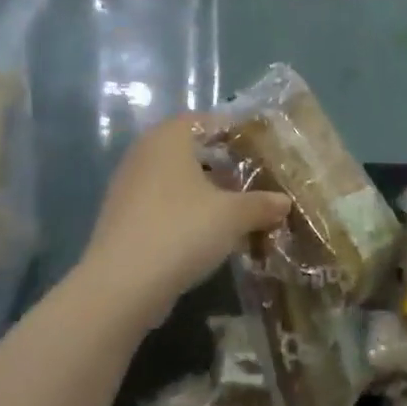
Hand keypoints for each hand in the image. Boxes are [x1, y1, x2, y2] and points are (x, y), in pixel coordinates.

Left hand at [81, 114, 289, 314]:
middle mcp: (144, 154)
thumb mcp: (232, 216)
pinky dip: (184, 211)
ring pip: (175, 179)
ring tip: (234, 209)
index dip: (232, 132)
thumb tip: (284, 202)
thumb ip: (261, 204)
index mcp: (168, 139)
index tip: (258, 148)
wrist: (122, 284)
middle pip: (189, 150)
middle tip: (251, 179)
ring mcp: (128, 186)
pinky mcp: (122, 218)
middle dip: (220, 164)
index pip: (204, 121)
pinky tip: (206, 233)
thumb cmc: (182, 231)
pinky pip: (162, 204)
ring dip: (203, 191)